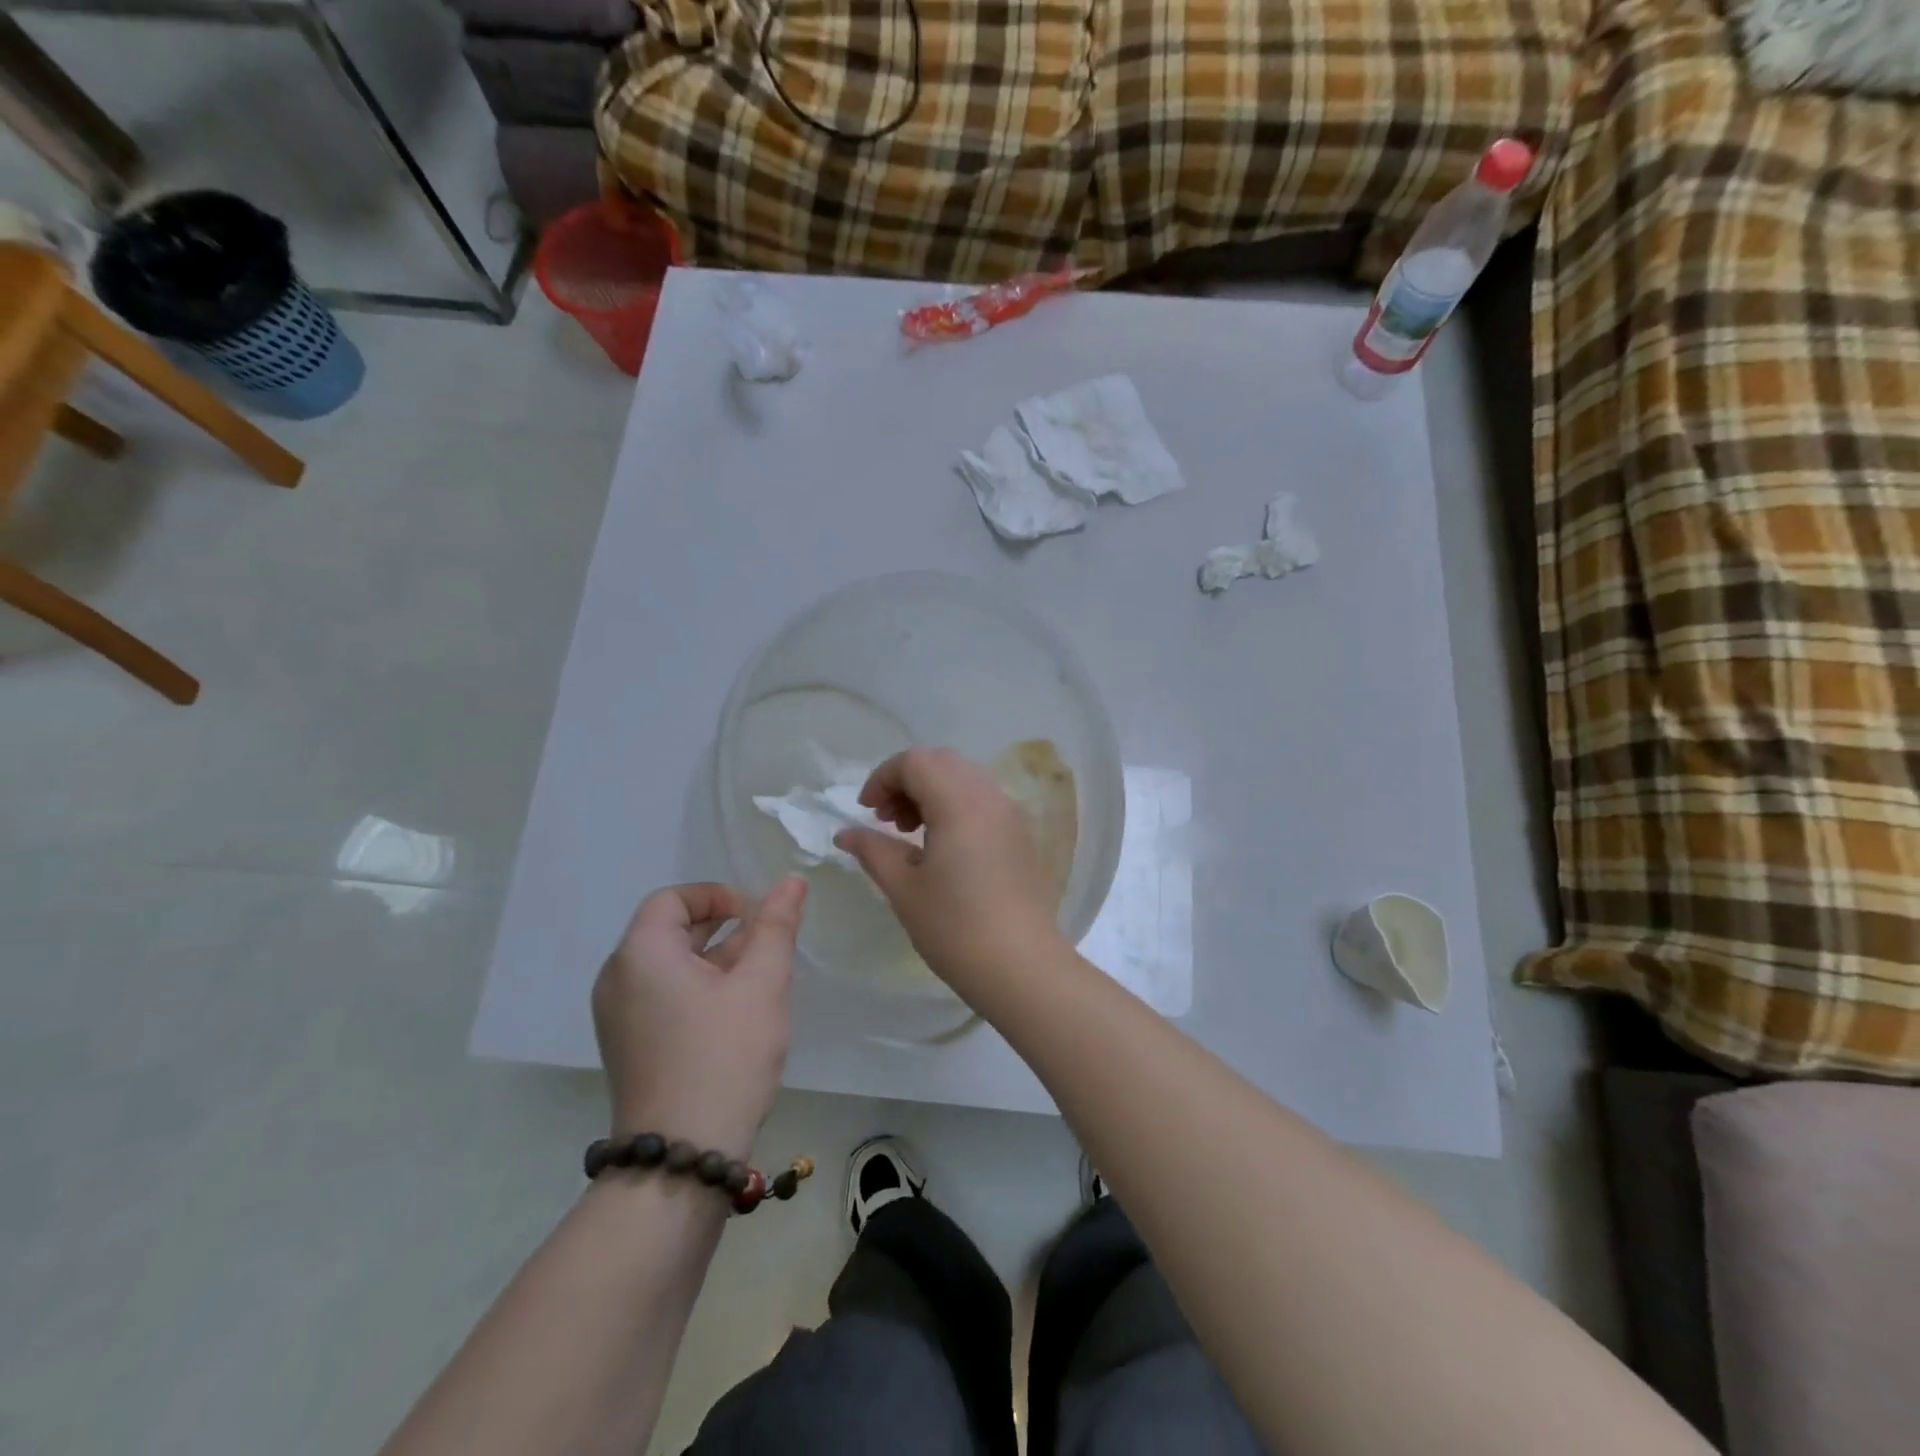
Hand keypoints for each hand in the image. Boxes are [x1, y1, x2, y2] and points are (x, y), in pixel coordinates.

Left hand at [591, 878, 806, 1158]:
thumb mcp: (761, 984)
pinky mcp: (629, 1047)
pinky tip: (739, 1017)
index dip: (719, 896)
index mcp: (640, 954)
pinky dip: (700, 991)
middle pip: (671, 931)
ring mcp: (619, 1017)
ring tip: (762, 984)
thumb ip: (776, 926)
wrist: (682, 1158)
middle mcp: (618, 979)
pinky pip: (664, 997)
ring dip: (717, 962)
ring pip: (672, 967)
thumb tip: (791, 881)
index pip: (674, 898)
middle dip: (725, 930)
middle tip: (769, 951)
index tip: (758, 918)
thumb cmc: (724, 1056)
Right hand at [835, 747, 1065, 991]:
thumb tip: (846, 834)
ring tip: (911, 833)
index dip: (883, 778)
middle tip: (887, 820)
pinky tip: (943, 845)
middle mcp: (990, 797)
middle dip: (907, 780)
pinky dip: (956, 805)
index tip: (866, 812)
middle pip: (941, 762)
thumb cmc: (955, 928)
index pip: (915, 762)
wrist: (1022, 967)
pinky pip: (983, 799)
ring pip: (965, 777)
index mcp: (960, 803)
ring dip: (932, 791)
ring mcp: (1011, 814)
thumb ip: (873, 850)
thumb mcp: (904, 889)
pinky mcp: (1021, 834)